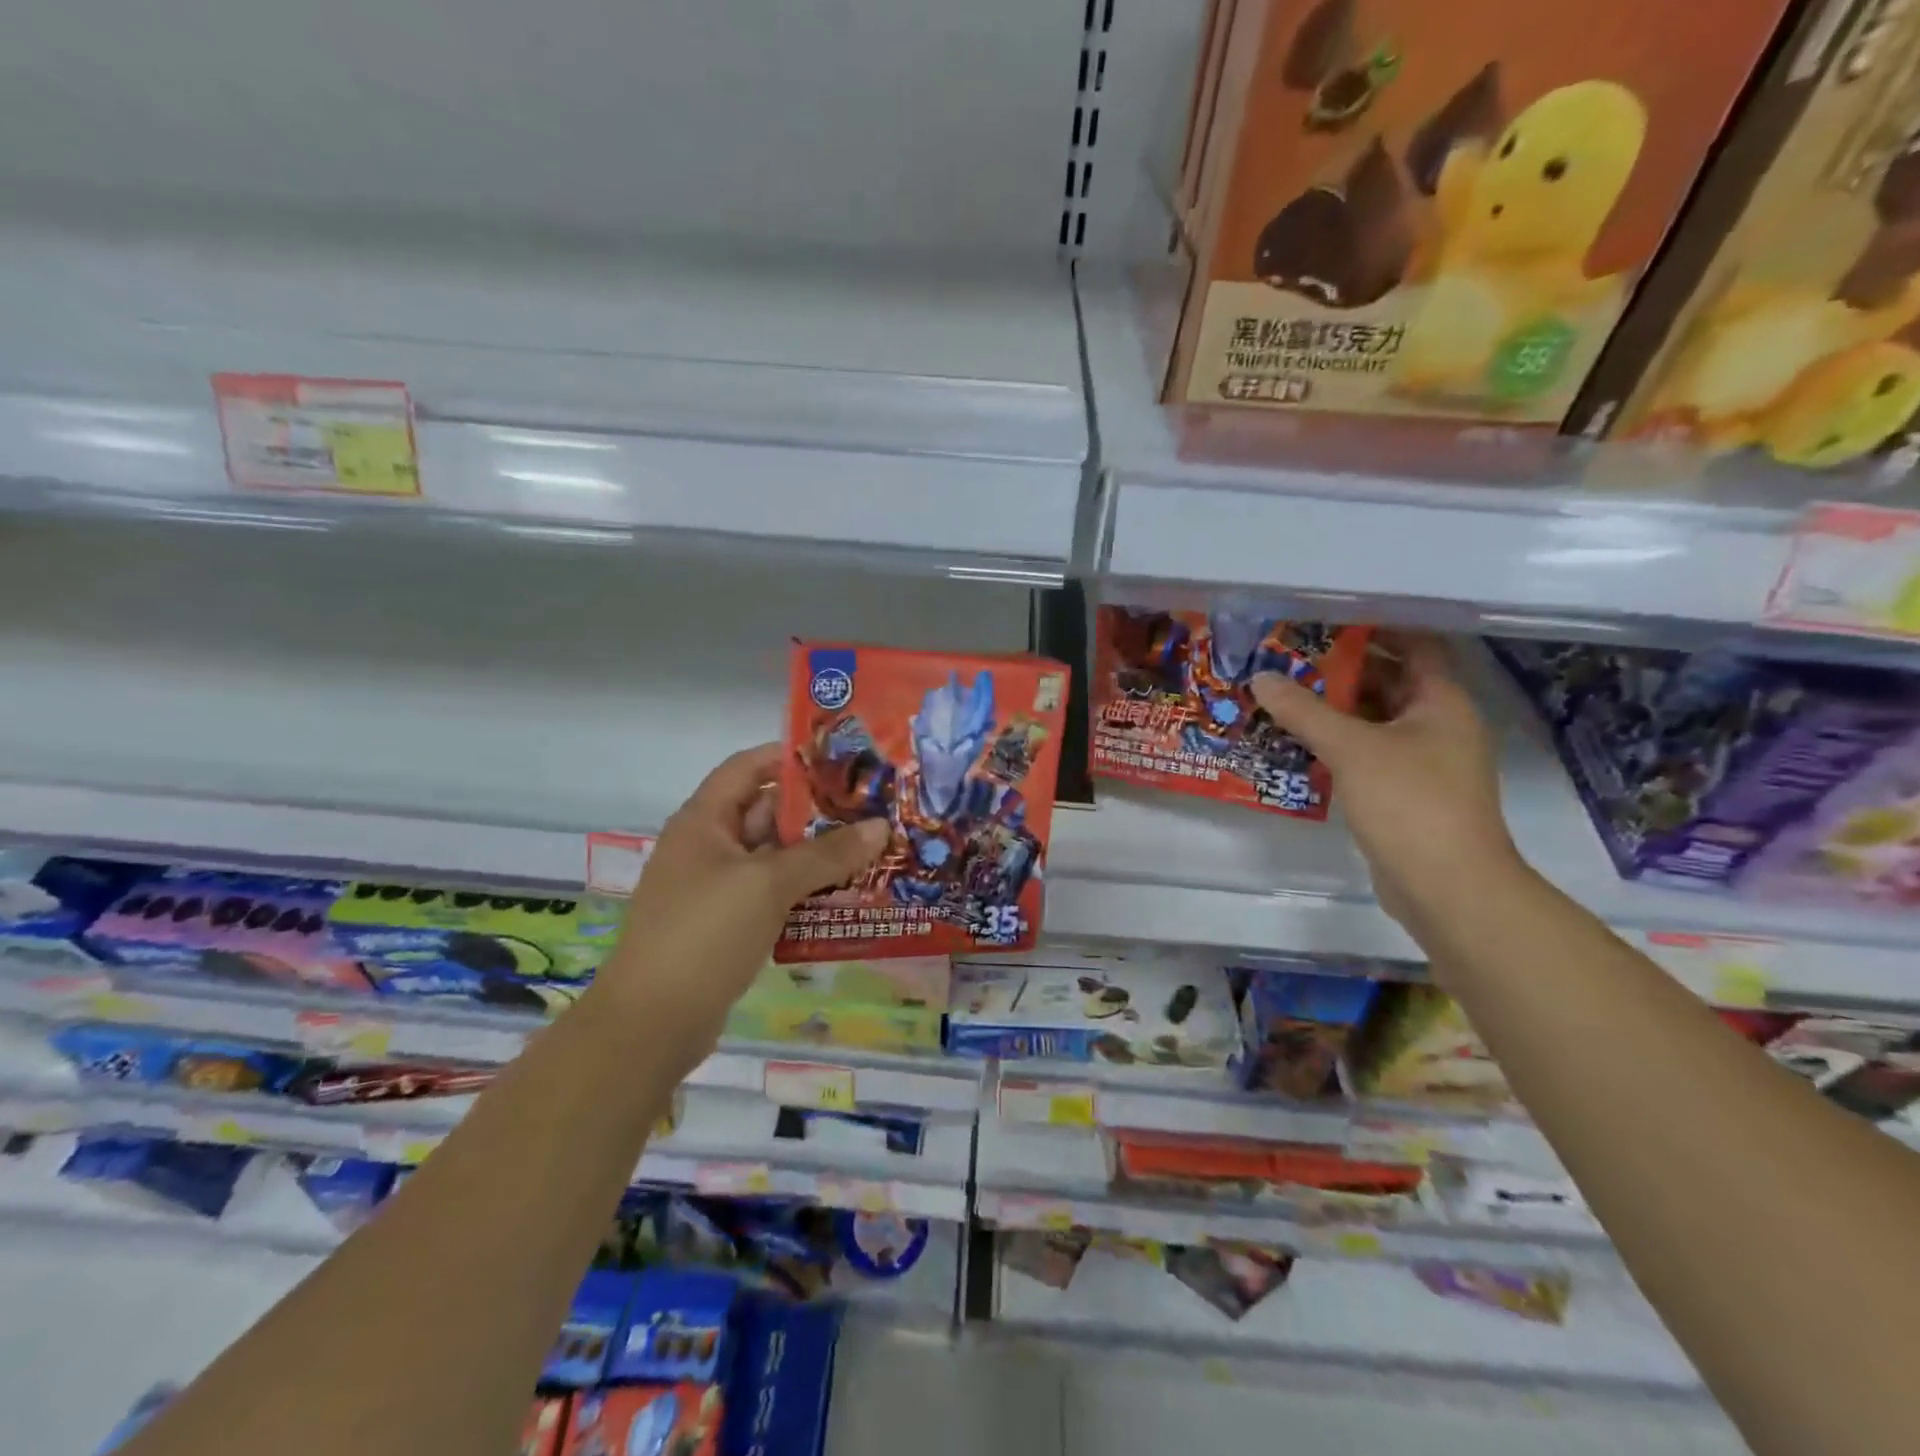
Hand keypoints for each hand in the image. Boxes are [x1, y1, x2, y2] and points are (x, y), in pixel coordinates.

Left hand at [592, 744, 888, 1061]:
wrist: (652, 1023)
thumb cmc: (705, 934)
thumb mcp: (768, 885)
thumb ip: (827, 854)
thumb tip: (881, 826)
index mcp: (704, 821)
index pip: (747, 767)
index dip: (790, 756)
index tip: (842, 759)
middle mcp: (708, 847)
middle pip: (766, 812)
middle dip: (817, 811)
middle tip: (872, 809)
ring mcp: (717, 888)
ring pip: (774, 858)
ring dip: (817, 855)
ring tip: (871, 849)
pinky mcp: (728, 925)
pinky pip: (772, 895)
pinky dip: (804, 892)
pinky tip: (845, 896)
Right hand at [1252, 635, 1522, 936]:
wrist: (1448, 886)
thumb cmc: (1409, 802)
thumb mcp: (1351, 749)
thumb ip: (1304, 711)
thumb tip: (1261, 678)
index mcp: (1441, 702)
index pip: (1414, 645)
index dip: (1374, 627)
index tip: (1324, 619)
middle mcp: (1437, 724)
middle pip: (1388, 681)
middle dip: (1340, 670)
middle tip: (1287, 658)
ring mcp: (1423, 761)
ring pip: (1374, 720)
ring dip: (1333, 709)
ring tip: (1281, 695)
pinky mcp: (1404, 791)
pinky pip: (1366, 753)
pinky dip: (1336, 743)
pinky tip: (1296, 742)